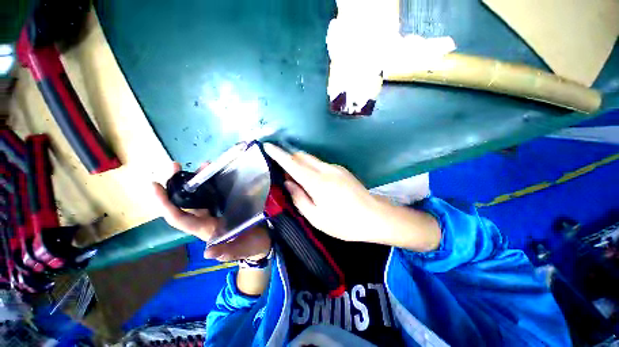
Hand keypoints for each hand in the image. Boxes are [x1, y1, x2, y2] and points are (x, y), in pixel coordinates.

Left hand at [152, 162, 270, 261]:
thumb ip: (227, 252)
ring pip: (197, 196)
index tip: (155, 185)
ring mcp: (214, 213)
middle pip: (183, 204)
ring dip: (195, 181)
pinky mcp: (224, 207)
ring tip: (202, 165)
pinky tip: (215, 173)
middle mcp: (205, 220)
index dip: (165, 204)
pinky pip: (212, 194)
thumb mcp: (241, 250)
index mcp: (205, 230)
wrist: (262, 240)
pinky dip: (210, 183)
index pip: (180, 218)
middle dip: (175, 186)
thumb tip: (208, 252)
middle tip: (175, 166)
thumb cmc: (251, 246)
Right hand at [263, 143, 383, 242]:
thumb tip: (287, 183)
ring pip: (312, 159)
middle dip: (290, 158)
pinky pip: (321, 164)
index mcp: (317, 182)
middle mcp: (326, 169)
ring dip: (301, 163)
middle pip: (302, 156)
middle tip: (282, 170)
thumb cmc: (344, 223)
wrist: (375, 217)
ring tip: (297, 178)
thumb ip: (299, 198)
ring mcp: (336, 168)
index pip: (292, 163)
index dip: (278, 154)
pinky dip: (311, 168)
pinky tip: (314, 181)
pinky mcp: (342, 170)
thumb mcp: (316, 217)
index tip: (268, 146)